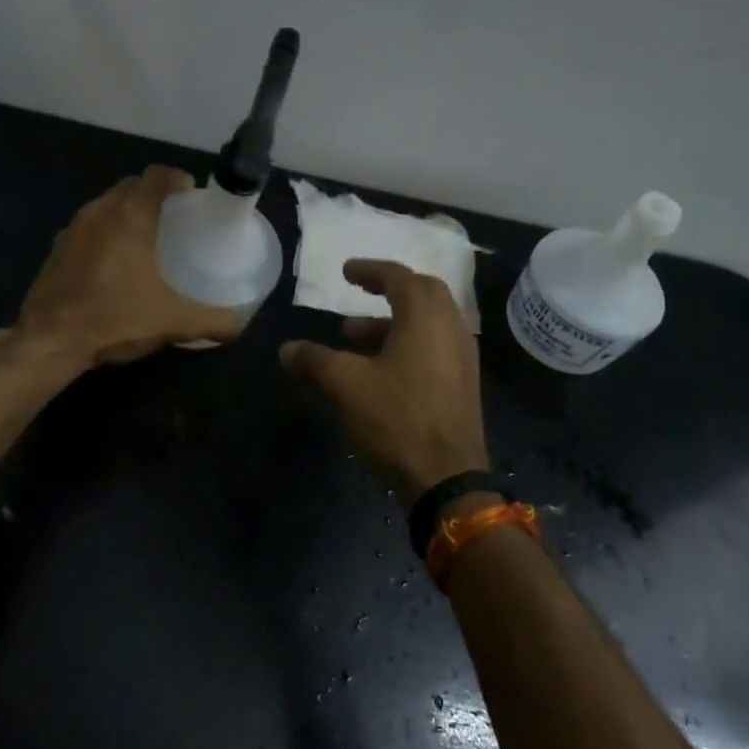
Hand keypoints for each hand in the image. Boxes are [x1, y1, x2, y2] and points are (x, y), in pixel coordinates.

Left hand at [18, 166, 242, 366]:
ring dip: (128, 211)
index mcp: (130, 216)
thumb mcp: (173, 322)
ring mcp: (73, 228)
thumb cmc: (115, 319)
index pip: (157, 176)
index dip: (178, 179)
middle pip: (132, 186)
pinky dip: (106, 231)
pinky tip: (115, 261)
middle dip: (154, 193)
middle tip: (175, 217)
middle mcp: (99, 211)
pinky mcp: (57, 248)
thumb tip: (239, 324)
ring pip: (107, 204)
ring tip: (147, 237)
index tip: (192, 194)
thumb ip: (212, 320)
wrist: (50, 342)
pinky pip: (89, 225)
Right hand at [279, 259, 488, 501]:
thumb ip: (315, 360)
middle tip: (360, 291)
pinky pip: (435, 346)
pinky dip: (407, 342)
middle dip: (389, 289)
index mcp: (426, 317)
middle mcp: (451, 328)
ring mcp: (462, 357)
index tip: (346, 271)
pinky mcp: (463, 384)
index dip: (370, 270)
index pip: (399, 277)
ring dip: (392, 321)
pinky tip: (380, 367)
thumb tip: (286, 349)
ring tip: (353, 336)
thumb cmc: (397, 418)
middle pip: (422, 293)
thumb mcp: (346, 385)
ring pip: (428, 322)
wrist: (448, 479)